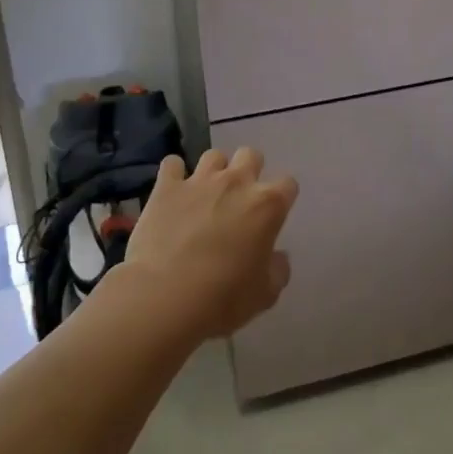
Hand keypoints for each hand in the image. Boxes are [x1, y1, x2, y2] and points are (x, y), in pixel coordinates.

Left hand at [124, 147, 296, 340]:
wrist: (164, 295)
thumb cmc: (222, 298)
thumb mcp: (264, 295)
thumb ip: (277, 270)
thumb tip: (277, 258)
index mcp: (267, 205)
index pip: (288, 184)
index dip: (282, 198)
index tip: (273, 216)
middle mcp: (236, 182)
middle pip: (251, 155)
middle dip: (249, 171)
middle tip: (240, 198)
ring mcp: (199, 180)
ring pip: (214, 155)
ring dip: (214, 171)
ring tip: (206, 194)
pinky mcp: (167, 186)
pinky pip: (173, 164)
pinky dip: (175, 174)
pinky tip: (173, 192)